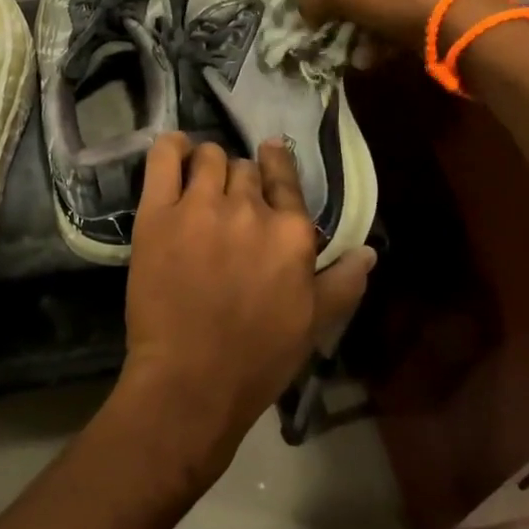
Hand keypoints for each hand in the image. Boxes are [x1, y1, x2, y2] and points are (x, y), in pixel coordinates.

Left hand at [118, 134, 376, 485]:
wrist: (191, 382)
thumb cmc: (257, 359)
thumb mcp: (313, 324)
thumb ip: (343, 282)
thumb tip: (369, 252)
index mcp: (291, 232)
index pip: (285, 177)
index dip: (275, 164)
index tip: (268, 154)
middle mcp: (250, 209)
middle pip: (245, 169)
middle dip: (240, 181)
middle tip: (228, 205)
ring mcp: (201, 206)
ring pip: (210, 157)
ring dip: (208, 166)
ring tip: (199, 186)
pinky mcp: (159, 211)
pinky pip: (165, 156)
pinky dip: (171, 147)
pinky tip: (176, 152)